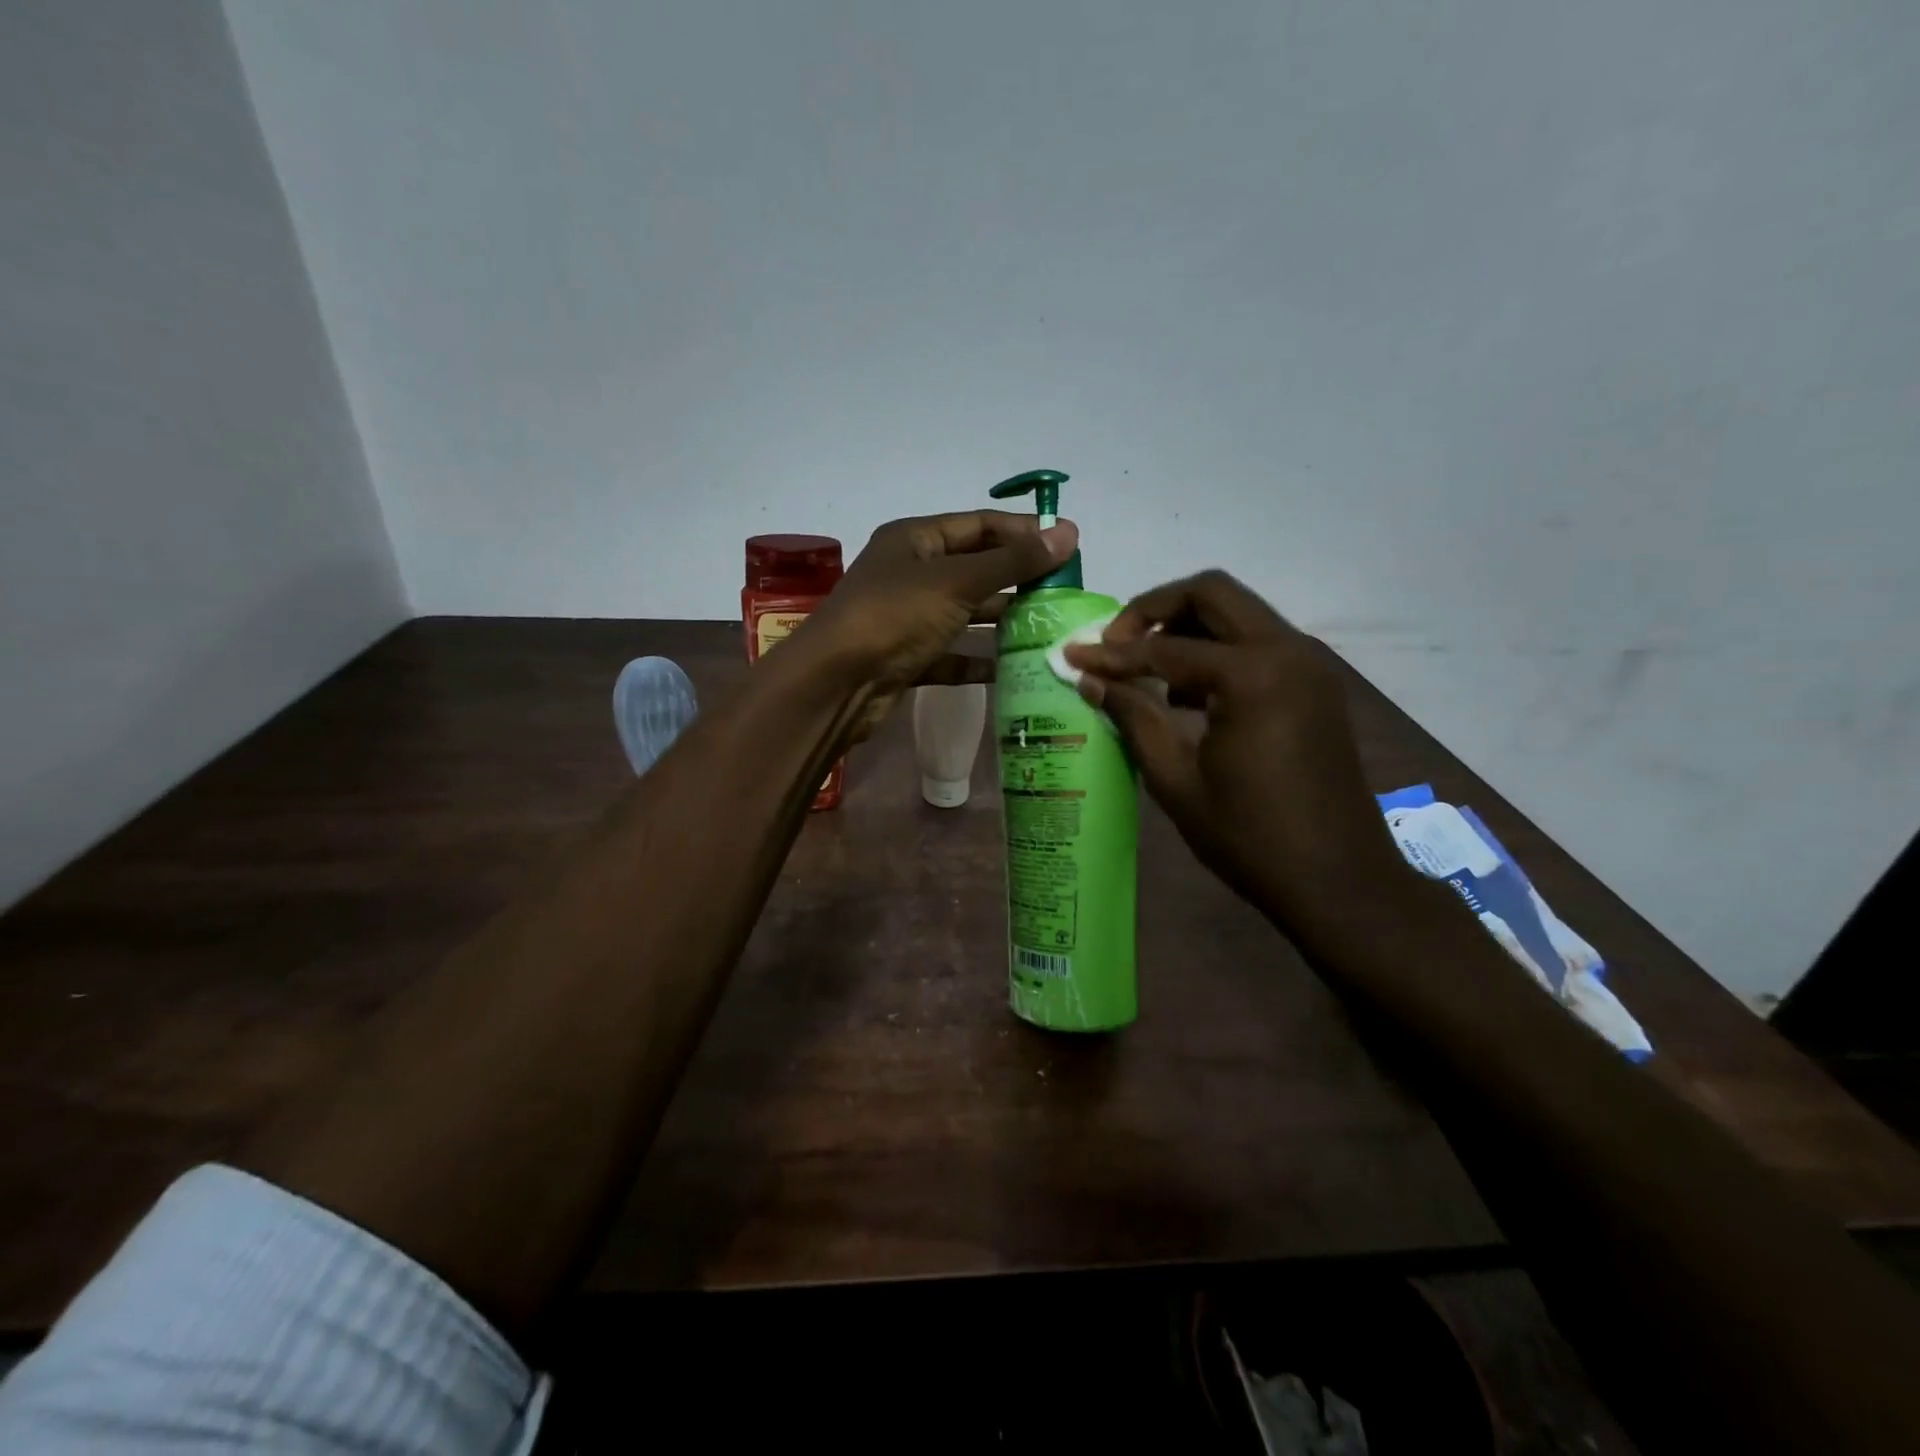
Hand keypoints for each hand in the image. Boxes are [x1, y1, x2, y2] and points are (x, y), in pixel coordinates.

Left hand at [800, 510, 1078, 731]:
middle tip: (1063, 591)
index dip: (1023, 532)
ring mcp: (908, 617)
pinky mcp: (908, 658)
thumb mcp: (957, 582)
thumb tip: (1069, 533)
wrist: (836, 683)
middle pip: (974, 567)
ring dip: (1000, 618)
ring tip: (1047, 626)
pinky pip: (951, 653)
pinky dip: (976, 659)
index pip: (979, 525)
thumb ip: (1012, 561)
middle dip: (1017, 577)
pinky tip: (1010, 668)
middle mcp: (910, 573)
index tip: (1068, 545)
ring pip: (964, 612)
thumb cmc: (894, 616)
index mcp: (915, 539)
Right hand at [1063, 570, 1405, 922]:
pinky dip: (1219, 649)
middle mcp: (1287, 651)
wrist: (1338, 880)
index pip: (1164, 648)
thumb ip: (1133, 717)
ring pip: (1238, 612)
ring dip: (1188, 627)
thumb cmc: (1249, 837)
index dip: (1111, 653)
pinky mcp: (1316, 684)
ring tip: (1149, 672)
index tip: (1072, 655)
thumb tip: (1090, 678)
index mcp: (1251, 675)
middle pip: (1211, 593)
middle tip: (1115, 645)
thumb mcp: (1176, 779)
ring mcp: (1308, 664)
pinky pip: (1258, 642)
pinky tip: (1191, 696)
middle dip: (1154, 610)